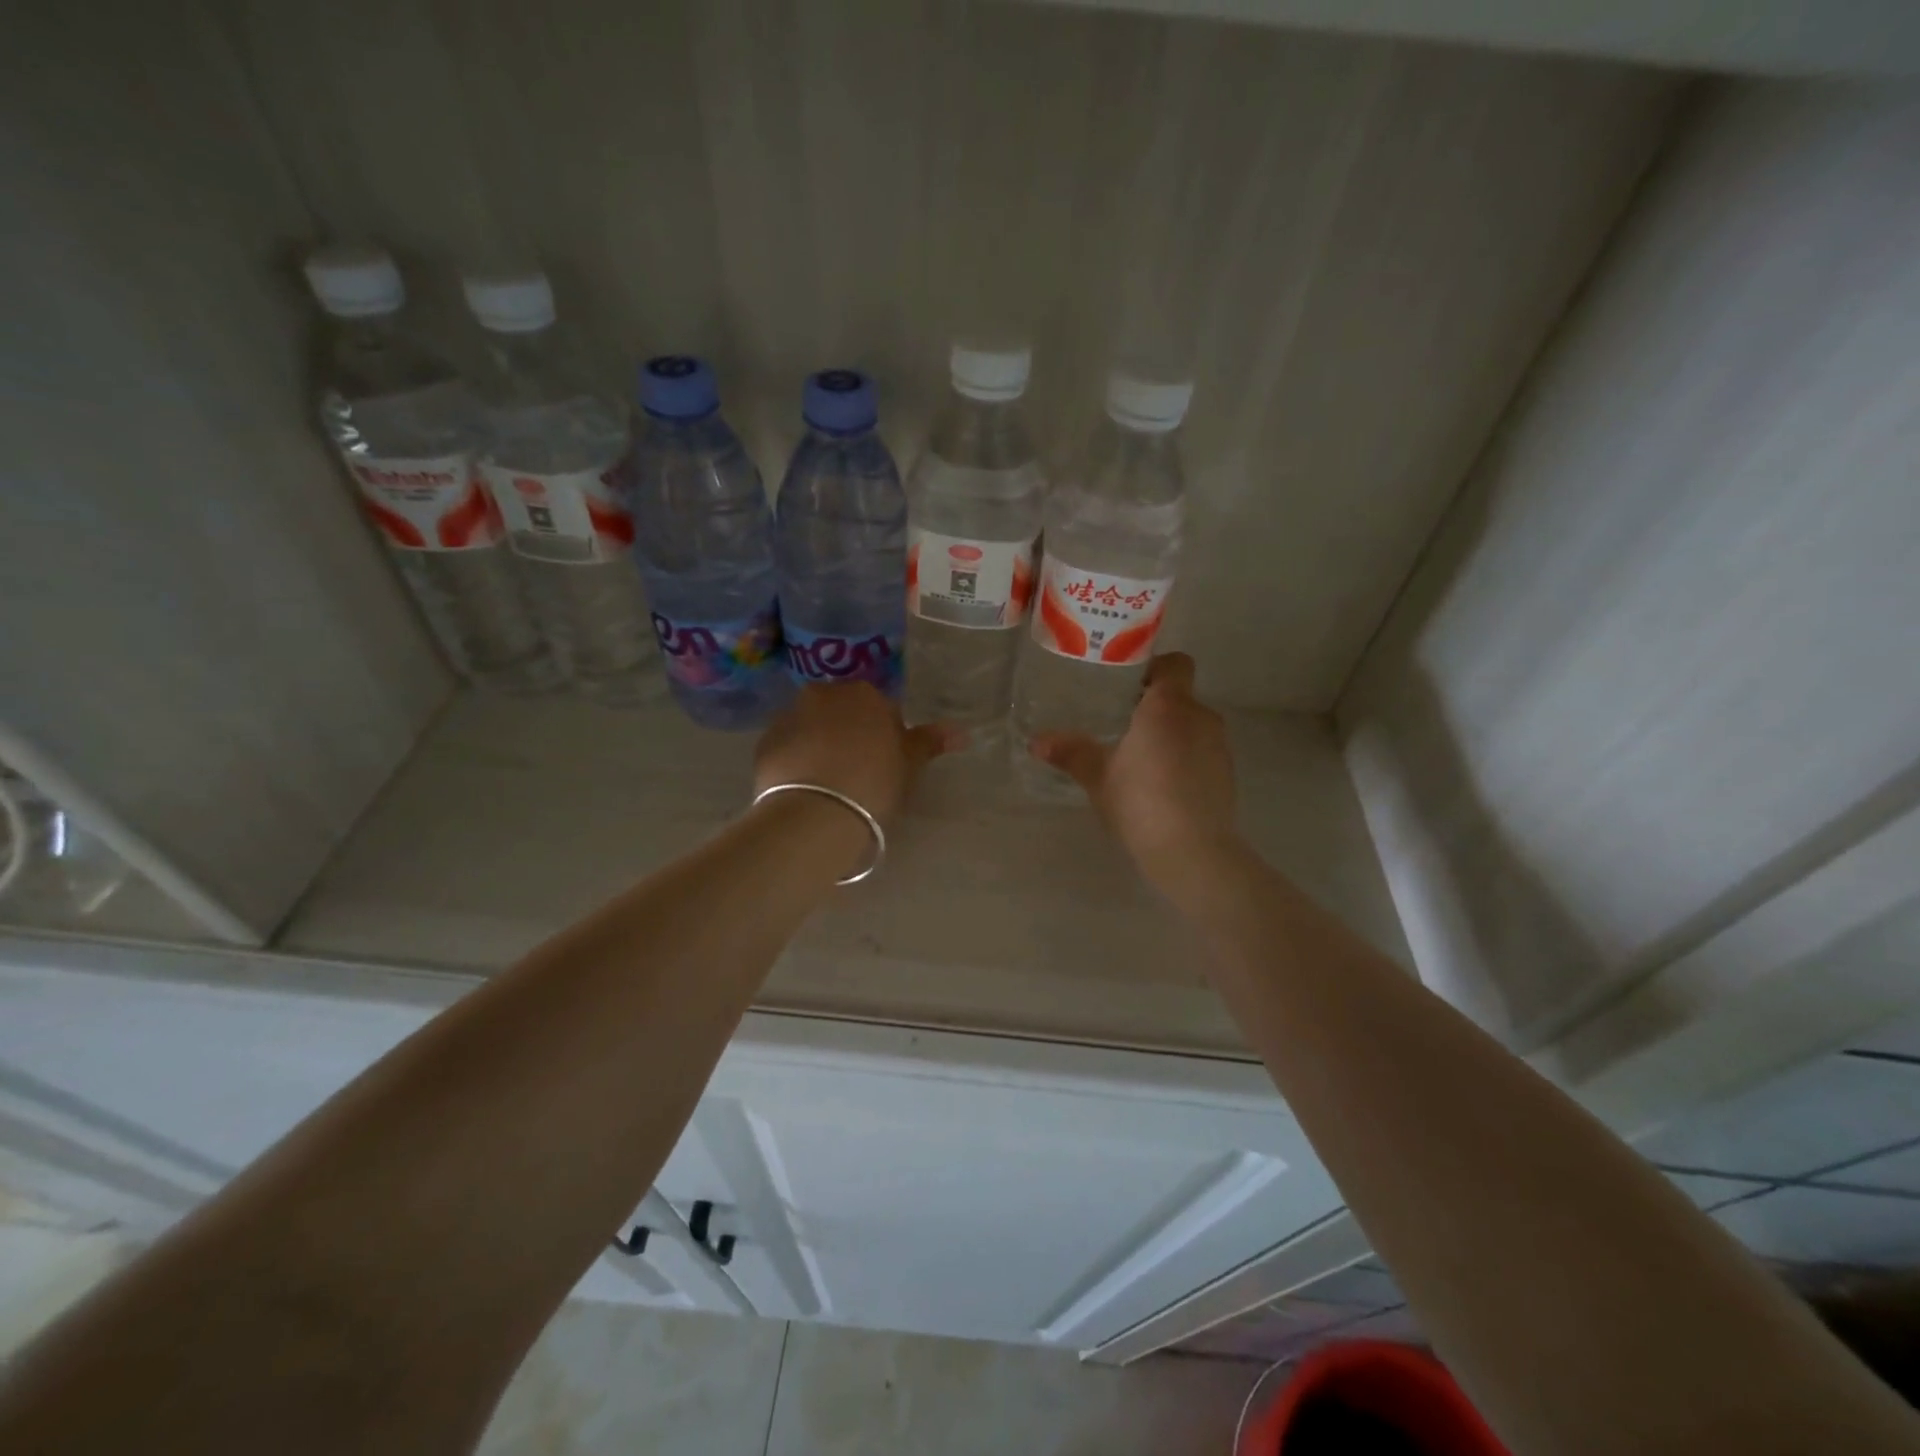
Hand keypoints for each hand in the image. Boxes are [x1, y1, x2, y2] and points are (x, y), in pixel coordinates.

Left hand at [753, 682, 954, 828]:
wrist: (815, 814)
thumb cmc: (873, 784)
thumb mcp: (909, 766)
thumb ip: (931, 742)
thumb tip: (962, 731)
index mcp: (864, 694)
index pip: (882, 709)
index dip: (886, 737)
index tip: (886, 765)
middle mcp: (823, 694)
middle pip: (843, 712)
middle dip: (850, 734)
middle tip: (858, 773)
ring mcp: (789, 716)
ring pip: (812, 727)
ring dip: (820, 744)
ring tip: (829, 784)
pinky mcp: (764, 742)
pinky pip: (788, 747)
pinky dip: (796, 759)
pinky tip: (805, 788)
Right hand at [1028, 653, 1240, 891]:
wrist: (1193, 852)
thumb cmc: (1140, 802)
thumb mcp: (1098, 776)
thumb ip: (1070, 752)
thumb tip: (1036, 741)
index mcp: (1168, 706)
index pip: (1175, 663)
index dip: (1154, 667)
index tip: (1127, 686)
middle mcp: (1200, 716)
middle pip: (1180, 696)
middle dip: (1154, 706)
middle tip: (1121, 724)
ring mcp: (1219, 746)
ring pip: (1192, 725)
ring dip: (1170, 733)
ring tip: (1140, 758)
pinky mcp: (1227, 773)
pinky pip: (1202, 751)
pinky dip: (1185, 758)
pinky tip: (1162, 785)